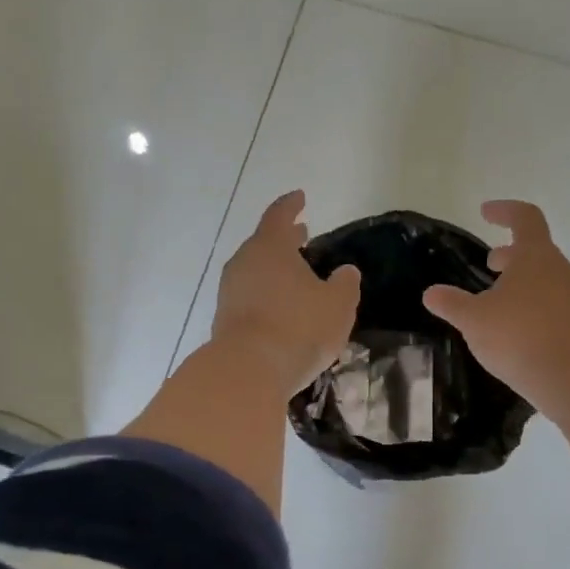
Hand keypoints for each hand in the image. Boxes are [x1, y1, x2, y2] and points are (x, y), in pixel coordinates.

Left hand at [212, 190, 360, 396]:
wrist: (248, 371)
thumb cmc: (299, 328)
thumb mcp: (337, 305)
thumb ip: (345, 285)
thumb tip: (346, 272)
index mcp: (270, 247)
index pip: (280, 215)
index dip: (291, 205)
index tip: (300, 197)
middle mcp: (244, 263)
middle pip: (264, 243)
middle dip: (284, 240)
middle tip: (302, 236)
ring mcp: (229, 292)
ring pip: (255, 271)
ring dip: (274, 270)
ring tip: (294, 276)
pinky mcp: (224, 319)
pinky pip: (249, 297)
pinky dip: (265, 295)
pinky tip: (280, 308)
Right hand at [422, 200, 569, 411]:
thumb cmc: (519, 336)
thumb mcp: (474, 320)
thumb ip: (451, 304)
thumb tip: (431, 293)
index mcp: (535, 256)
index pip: (524, 218)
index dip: (504, 210)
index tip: (485, 212)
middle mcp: (559, 269)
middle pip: (536, 249)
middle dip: (510, 253)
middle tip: (490, 264)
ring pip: (545, 278)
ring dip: (521, 281)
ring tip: (498, 301)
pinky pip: (553, 303)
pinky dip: (533, 305)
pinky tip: (516, 329)